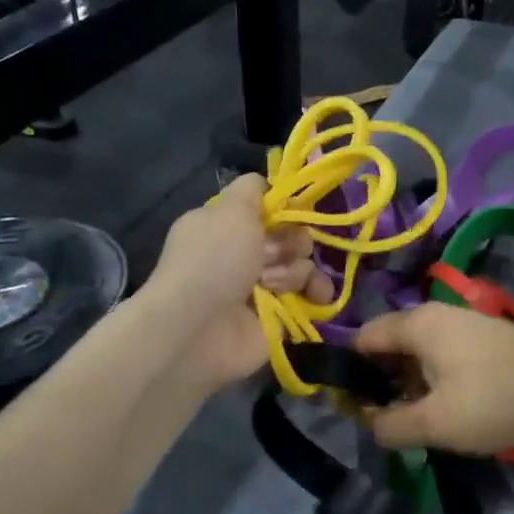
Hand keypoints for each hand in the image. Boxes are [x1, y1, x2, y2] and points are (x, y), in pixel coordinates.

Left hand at [149, 174, 334, 387]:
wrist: (197, 328)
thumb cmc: (213, 261)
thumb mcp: (231, 208)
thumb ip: (252, 189)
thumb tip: (268, 185)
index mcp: (226, 225)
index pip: (267, 208)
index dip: (285, 208)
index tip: (293, 211)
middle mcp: (242, 254)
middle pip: (290, 236)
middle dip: (291, 242)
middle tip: (272, 255)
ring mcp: (260, 288)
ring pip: (301, 265)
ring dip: (296, 271)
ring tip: (276, 285)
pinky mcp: (278, 317)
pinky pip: (309, 297)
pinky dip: (315, 294)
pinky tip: (315, 297)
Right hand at [353, 303, 513, 454]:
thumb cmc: (495, 401)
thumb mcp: (436, 424)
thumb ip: (390, 426)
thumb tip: (369, 422)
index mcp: (418, 323)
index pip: (363, 338)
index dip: (350, 373)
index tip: (353, 409)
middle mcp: (437, 313)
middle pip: (390, 343)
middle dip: (381, 381)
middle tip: (386, 421)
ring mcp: (464, 323)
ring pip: (418, 351)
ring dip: (410, 383)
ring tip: (418, 420)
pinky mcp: (485, 338)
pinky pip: (443, 354)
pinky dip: (435, 378)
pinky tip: (449, 408)